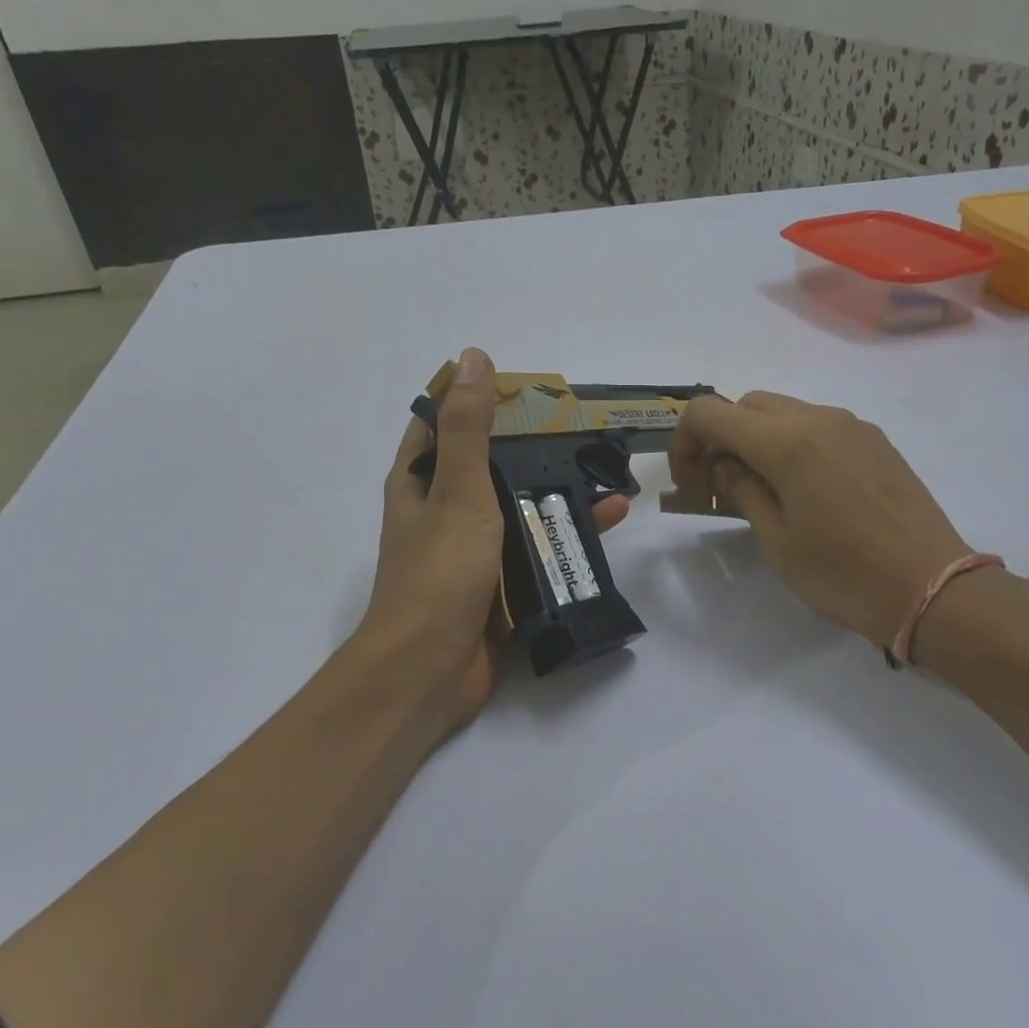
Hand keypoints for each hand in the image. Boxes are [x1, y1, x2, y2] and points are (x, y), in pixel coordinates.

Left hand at [356, 347, 628, 739]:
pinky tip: (608, 522)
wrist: (429, 670)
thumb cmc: (438, 573)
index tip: (525, 387)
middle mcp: (443, 512)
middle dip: (534, 448)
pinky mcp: (499, 586)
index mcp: (419, 483)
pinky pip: (536, 550)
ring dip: (558, 492)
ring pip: (519, 509)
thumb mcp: (457, 491)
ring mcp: (472, 552)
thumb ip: (468, 429)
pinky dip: (566, 535)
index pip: (443, 424)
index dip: (477, 399)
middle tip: (584, 429)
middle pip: (490, 466)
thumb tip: (473, 357)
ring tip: (609, 472)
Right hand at [670, 391, 971, 649]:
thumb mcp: (778, 542)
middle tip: (719, 490)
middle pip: (746, 405)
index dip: (685, 443)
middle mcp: (819, 419)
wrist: (932, 587)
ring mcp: (852, 426)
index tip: (692, 486)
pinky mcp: (875, 442)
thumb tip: (726, 467)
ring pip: (783, 411)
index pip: (710, 413)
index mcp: (787, 442)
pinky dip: (791, 444)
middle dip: (720, 439)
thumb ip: (743, 492)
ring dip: (756, 440)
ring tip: (759, 491)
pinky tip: (801, 490)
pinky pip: (818, 426)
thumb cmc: (844, 574)